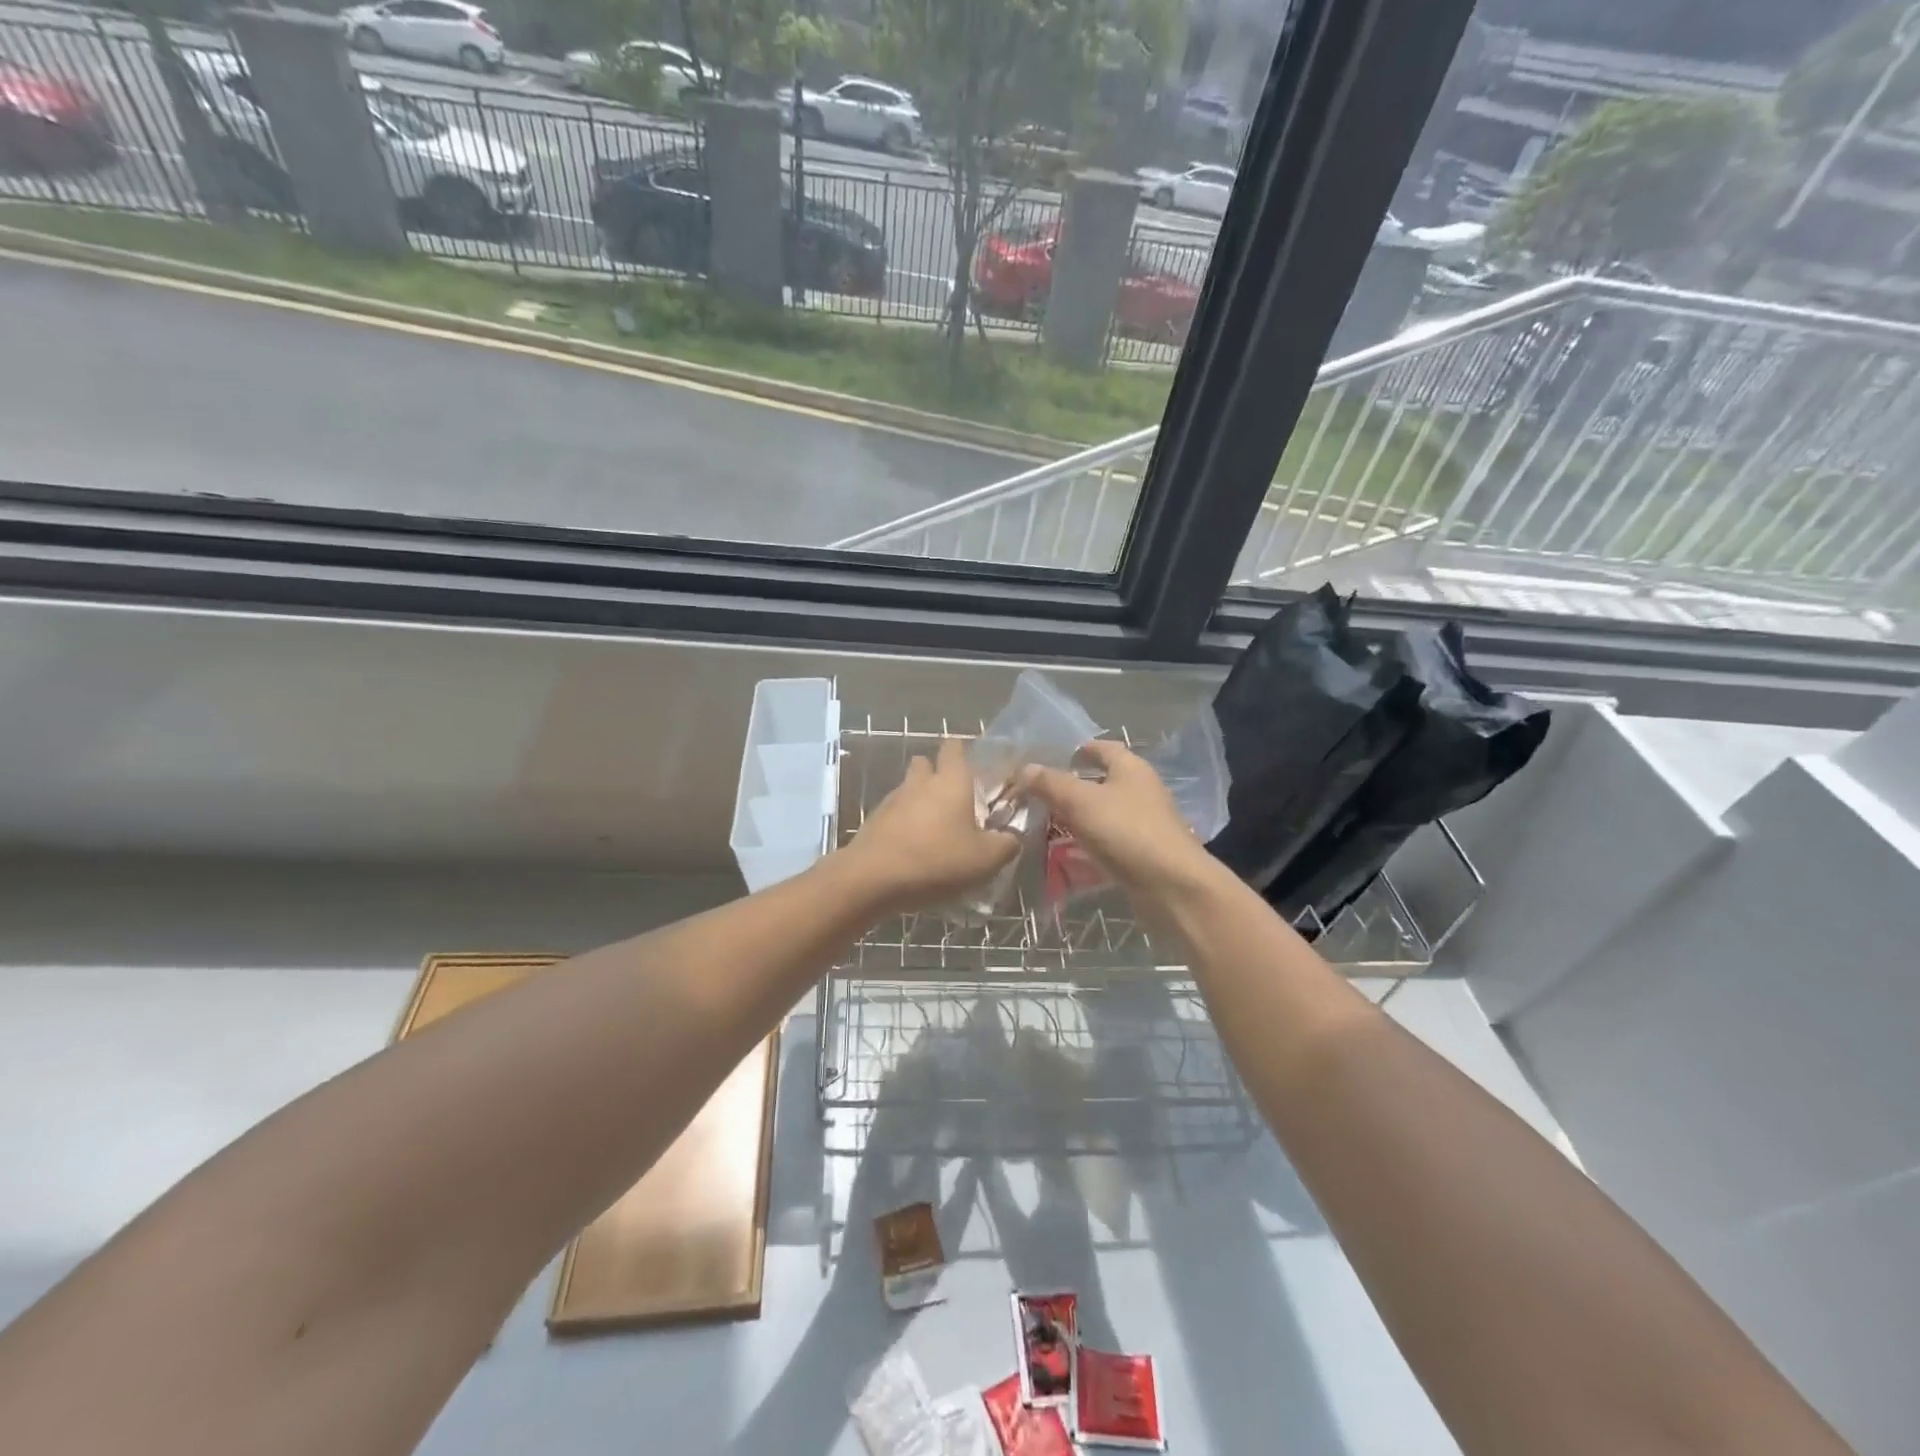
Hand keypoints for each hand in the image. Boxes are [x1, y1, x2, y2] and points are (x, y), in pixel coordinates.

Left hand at [842, 738, 1020, 912]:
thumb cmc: (937, 860)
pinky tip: (914, 848)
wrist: (872, 879)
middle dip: (938, 775)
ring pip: (909, 789)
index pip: (954, 748)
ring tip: (936, 829)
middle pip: (926, 764)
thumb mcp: (986, 859)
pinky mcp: (874, 822)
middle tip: (956, 801)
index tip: (976, 769)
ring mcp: (892, 800)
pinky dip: (905, 824)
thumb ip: (1006, 844)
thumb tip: (1013, 837)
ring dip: (920, 801)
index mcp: (951, 780)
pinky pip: (894, 814)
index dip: (964, 752)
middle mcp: (920, 782)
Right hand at [1021, 739, 1214, 893]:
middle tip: (1038, 795)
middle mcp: (1141, 791)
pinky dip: (1089, 845)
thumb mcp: (1080, 802)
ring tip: (1045, 824)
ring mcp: (1144, 824)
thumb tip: (1025, 768)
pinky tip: (1067, 854)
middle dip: (1072, 787)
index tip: (1051, 758)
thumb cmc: (1126, 831)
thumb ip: (1051, 784)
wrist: (1171, 887)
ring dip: (1078, 818)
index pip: (1102, 748)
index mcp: (1131, 768)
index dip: (1078, 750)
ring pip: (1104, 814)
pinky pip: (1109, 842)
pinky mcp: (1142, 854)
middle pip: (1102, 782)